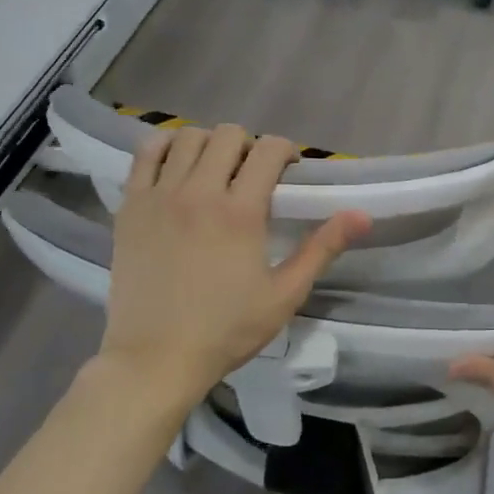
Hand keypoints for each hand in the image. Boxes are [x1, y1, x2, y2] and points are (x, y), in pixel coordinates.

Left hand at [100, 125, 369, 404]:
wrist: (155, 358)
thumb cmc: (226, 330)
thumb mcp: (285, 295)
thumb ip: (322, 249)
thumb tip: (362, 215)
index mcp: (240, 212)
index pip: (268, 150)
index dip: (285, 150)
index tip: (288, 170)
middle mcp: (199, 192)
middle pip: (228, 135)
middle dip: (249, 145)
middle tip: (252, 173)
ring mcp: (159, 196)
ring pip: (187, 137)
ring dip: (209, 143)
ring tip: (215, 169)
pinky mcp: (130, 206)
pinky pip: (145, 153)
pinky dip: (165, 147)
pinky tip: (176, 164)